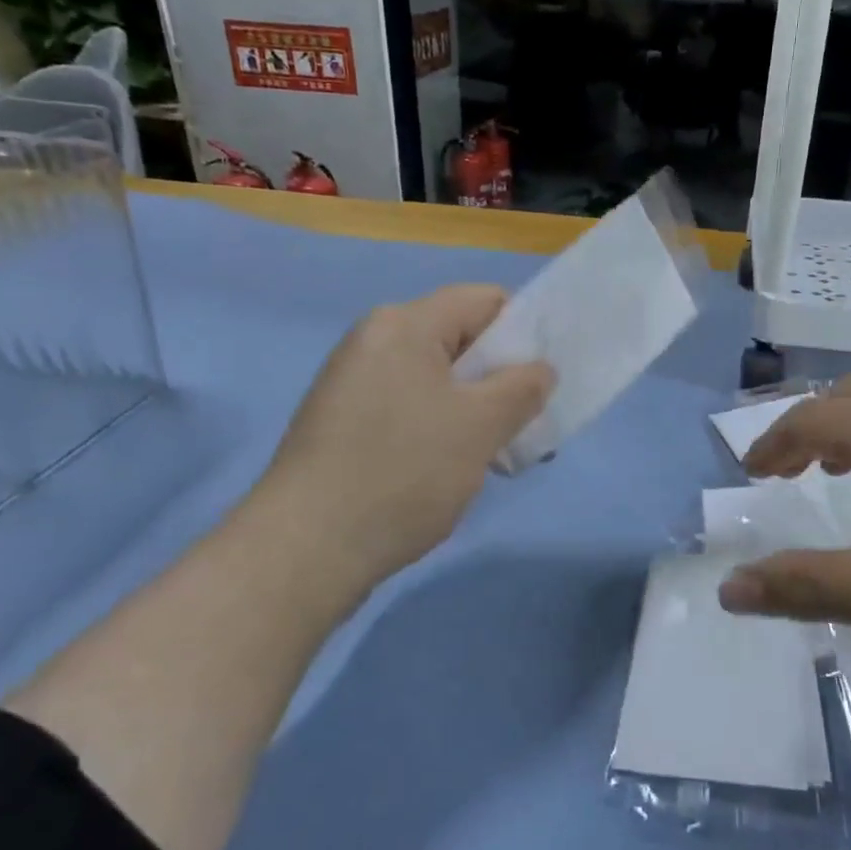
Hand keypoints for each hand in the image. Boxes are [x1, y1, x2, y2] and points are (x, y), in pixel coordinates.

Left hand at [249, 285, 552, 592]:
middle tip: (527, 426)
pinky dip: (442, 429)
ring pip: (438, 381)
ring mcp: (354, 384)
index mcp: (404, 325)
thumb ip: (522, 388)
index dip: (525, 332)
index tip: (544, 381)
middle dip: (503, 380)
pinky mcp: (344, 424)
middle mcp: (374, 342)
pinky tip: (453, 470)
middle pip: (461, 341)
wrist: (306, 549)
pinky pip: (410, 408)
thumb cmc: (404, 472)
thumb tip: (540, 370)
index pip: (485, 300)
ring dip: (476, 411)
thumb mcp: (480, 426)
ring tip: (496, 457)